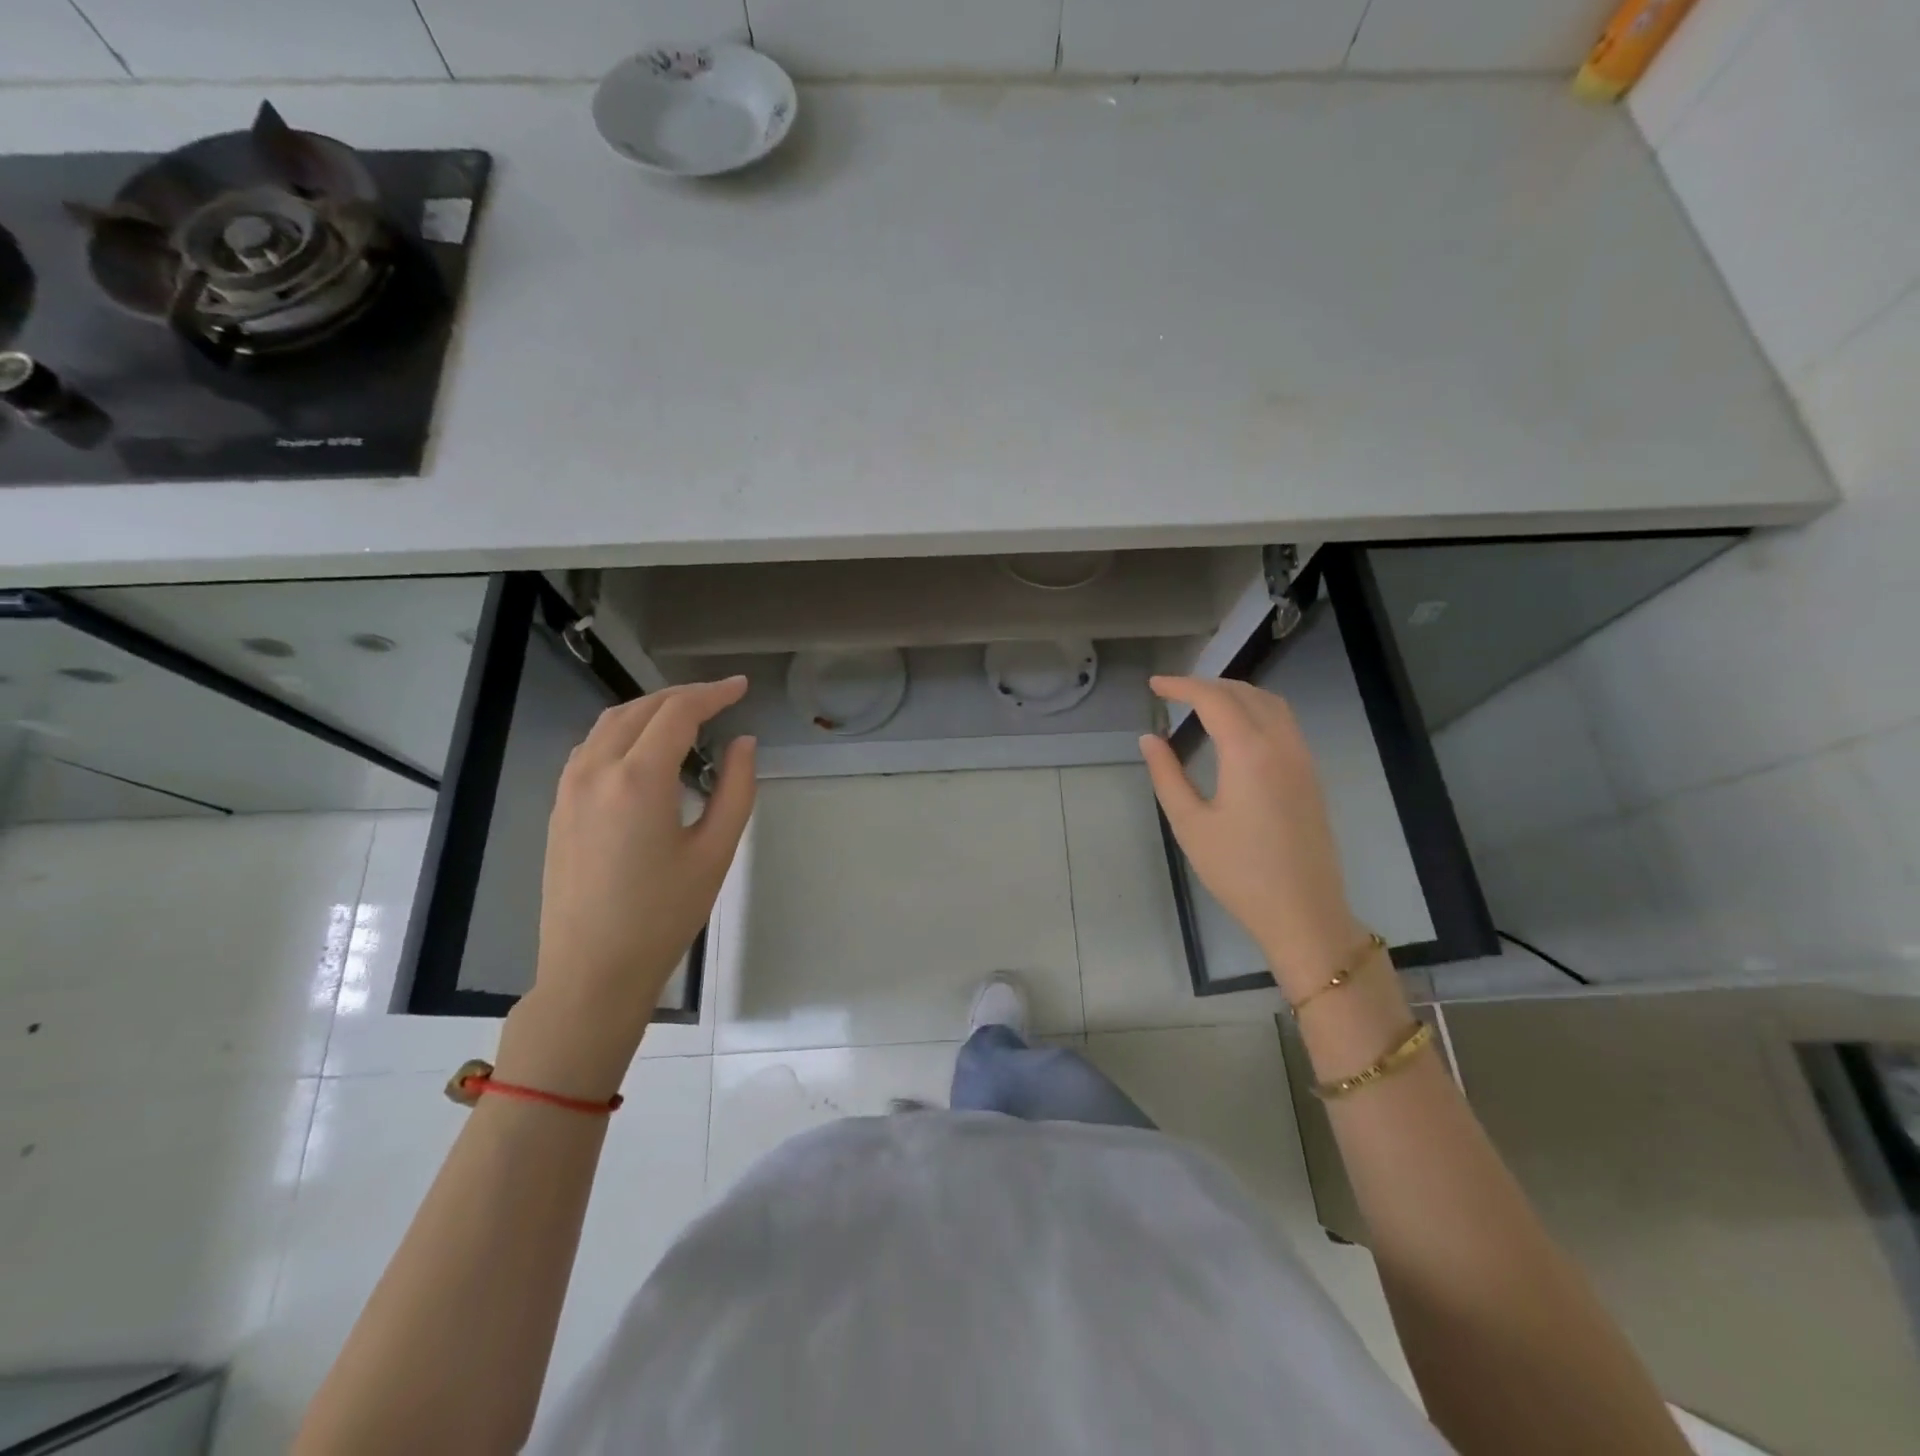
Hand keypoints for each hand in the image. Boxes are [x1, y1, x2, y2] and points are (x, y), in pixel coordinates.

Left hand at [500, 679, 755, 1096]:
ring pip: (609, 724)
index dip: (712, 693)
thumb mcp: (715, 852)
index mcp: (638, 779)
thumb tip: (743, 743)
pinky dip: (623, 732)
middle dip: (683, 696)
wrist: (592, 971)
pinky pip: (591, 748)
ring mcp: (569, 788)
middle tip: (720, 699)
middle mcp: (596, 770)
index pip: (677, 712)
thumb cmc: (663, 915)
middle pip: (640, 709)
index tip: (740, 687)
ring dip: (650, 710)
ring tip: (686, 717)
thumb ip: (735, 789)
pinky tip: (644, 750)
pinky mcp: (559, 807)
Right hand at [1139, 676, 1364, 997]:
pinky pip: (1284, 722)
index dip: (1181, 686)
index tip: (1154, 685)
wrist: (1303, 912)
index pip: (1213, 699)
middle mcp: (1281, 744)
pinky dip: (1256, 709)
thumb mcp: (1190, 824)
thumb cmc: (1238, 871)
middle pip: (1244, 693)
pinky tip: (1237, 728)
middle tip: (1173, 692)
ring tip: (1203, 702)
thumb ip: (1167, 775)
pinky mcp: (1311, 775)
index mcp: (1249, 752)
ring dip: (1235, 693)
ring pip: (1270, 703)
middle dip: (1207, 684)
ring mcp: (1302, 758)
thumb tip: (1149, 738)